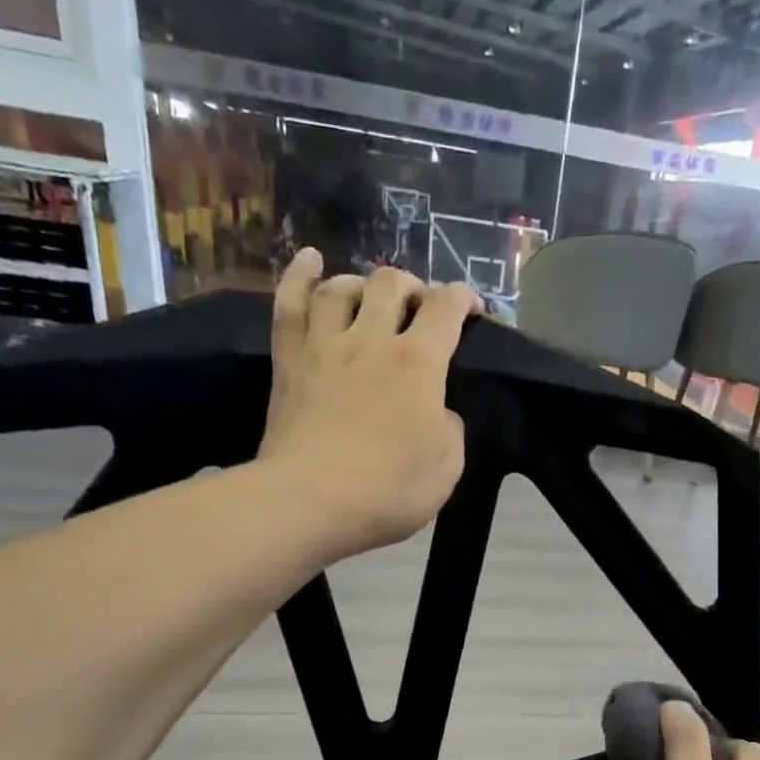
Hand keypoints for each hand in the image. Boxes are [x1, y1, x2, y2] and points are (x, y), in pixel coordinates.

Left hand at [260, 249, 481, 555]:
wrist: (313, 500)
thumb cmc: (389, 490)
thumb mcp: (447, 467)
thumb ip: (449, 428)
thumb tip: (439, 411)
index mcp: (418, 364)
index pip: (445, 310)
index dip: (462, 299)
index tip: (470, 307)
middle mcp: (372, 339)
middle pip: (391, 285)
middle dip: (412, 286)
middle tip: (418, 306)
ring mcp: (325, 345)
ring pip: (342, 288)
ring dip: (363, 282)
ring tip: (370, 293)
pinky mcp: (289, 360)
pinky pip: (291, 303)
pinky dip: (300, 275)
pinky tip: (310, 260)